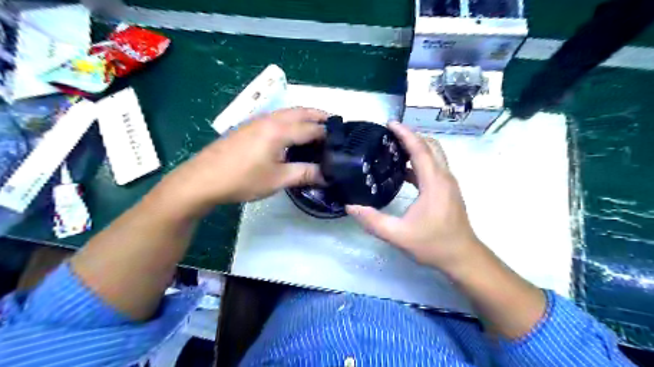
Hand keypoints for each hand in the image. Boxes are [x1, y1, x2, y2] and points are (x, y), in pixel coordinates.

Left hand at [161, 108, 328, 213]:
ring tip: (316, 126)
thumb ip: (305, 174)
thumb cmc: (243, 179)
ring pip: (288, 112)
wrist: (203, 179)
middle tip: (334, 124)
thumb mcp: (278, 179)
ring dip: (305, 115)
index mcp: (280, 130)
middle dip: (319, 115)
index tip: (340, 142)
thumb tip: (327, 175)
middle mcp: (270, 119)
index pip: (312, 128)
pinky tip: (291, 133)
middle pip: (301, 111)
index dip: (328, 135)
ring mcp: (257, 121)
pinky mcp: (248, 126)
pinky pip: (277, 116)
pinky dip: (291, 119)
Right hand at [347, 123, 477, 271]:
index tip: (390, 123)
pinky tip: (403, 170)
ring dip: (417, 147)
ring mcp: (448, 183)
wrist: (462, 257)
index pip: (420, 149)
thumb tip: (350, 206)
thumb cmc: (433, 244)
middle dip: (412, 136)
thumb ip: (373, 221)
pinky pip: (433, 167)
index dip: (405, 134)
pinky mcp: (447, 190)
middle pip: (430, 146)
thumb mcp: (398, 235)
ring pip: (434, 155)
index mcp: (434, 182)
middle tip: (390, 134)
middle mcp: (444, 177)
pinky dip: (420, 161)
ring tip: (394, 148)